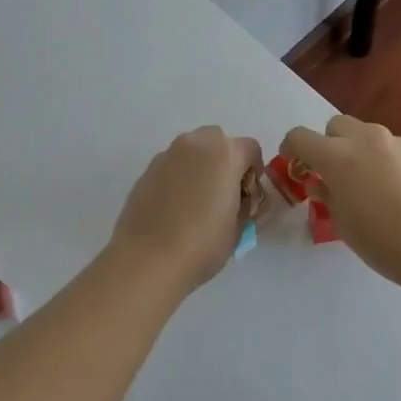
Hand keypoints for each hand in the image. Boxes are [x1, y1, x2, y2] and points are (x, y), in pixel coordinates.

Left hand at [110, 127, 262, 293]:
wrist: (148, 259)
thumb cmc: (202, 244)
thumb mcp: (239, 227)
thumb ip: (245, 205)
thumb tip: (239, 200)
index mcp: (224, 153)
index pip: (250, 150)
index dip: (254, 174)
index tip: (247, 199)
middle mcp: (195, 144)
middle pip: (218, 142)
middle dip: (225, 163)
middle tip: (223, 196)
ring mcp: (167, 155)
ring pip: (192, 151)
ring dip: (200, 168)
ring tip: (197, 203)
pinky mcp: (146, 171)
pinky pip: (171, 166)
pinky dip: (178, 178)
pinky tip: (175, 208)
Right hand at [281, 116, 400, 293]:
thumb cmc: (385, 242)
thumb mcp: (343, 225)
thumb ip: (328, 196)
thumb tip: (323, 183)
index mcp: (338, 157)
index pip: (300, 137)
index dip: (291, 148)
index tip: (294, 163)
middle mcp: (366, 140)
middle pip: (336, 125)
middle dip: (329, 144)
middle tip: (334, 174)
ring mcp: (398, 143)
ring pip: (368, 135)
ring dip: (360, 152)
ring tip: (371, 186)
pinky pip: (394, 150)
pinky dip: (387, 163)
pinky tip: (400, 193)